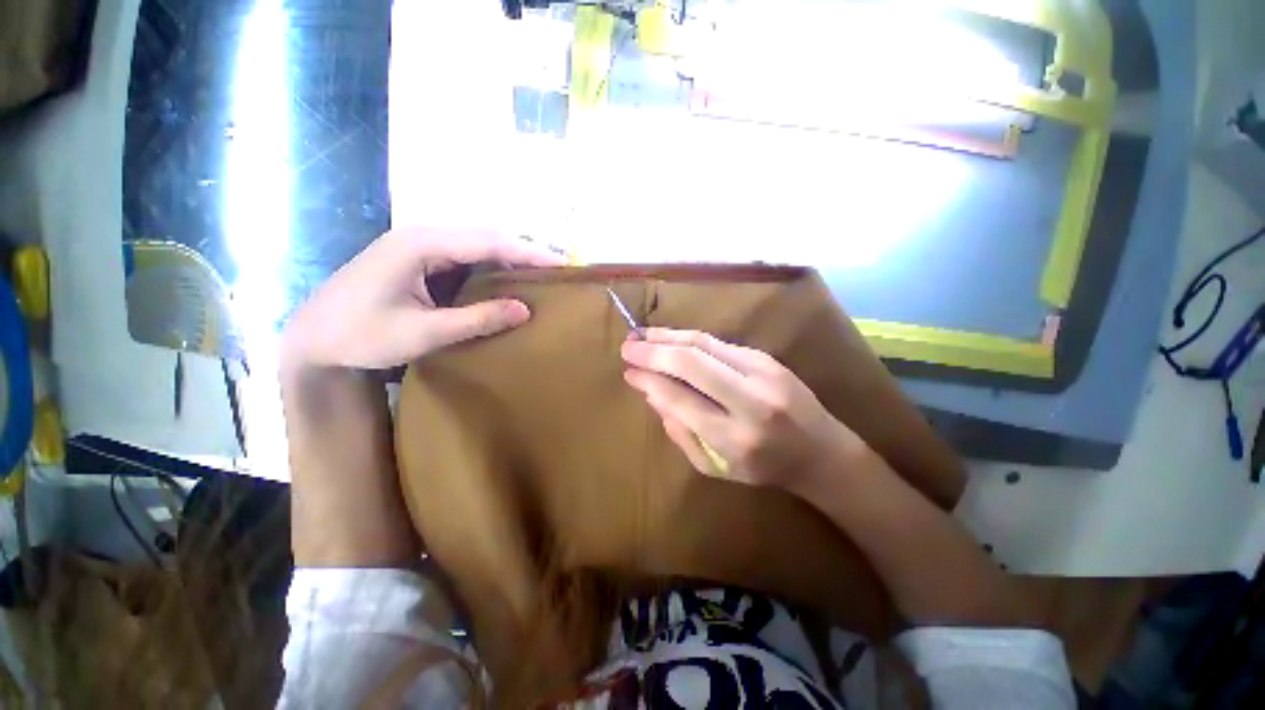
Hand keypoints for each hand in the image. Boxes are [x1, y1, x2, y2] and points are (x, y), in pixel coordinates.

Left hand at [283, 227, 564, 369]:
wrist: (312, 342)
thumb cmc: (362, 336)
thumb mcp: (424, 332)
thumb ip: (478, 319)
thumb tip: (526, 310)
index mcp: (420, 245)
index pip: (488, 242)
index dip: (528, 253)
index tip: (561, 264)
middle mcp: (421, 236)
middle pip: (484, 237)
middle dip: (523, 252)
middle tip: (556, 269)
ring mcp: (417, 247)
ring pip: (475, 246)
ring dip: (507, 260)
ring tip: (538, 275)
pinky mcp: (417, 261)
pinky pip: (463, 259)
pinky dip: (489, 269)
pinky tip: (504, 282)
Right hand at [621, 328, 865, 488]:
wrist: (821, 452)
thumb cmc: (764, 468)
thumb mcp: (716, 467)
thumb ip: (681, 433)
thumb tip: (653, 394)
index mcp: (735, 437)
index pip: (680, 399)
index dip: (649, 381)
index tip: (628, 373)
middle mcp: (750, 401)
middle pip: (691, 363)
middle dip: (653, 352)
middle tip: (627, 348)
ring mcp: (762, 373)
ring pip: (704, 344)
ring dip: (667, 336)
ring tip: (641, 335)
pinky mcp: (766, 358)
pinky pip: (718, 343)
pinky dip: (688, 338)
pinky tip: (670, 338)